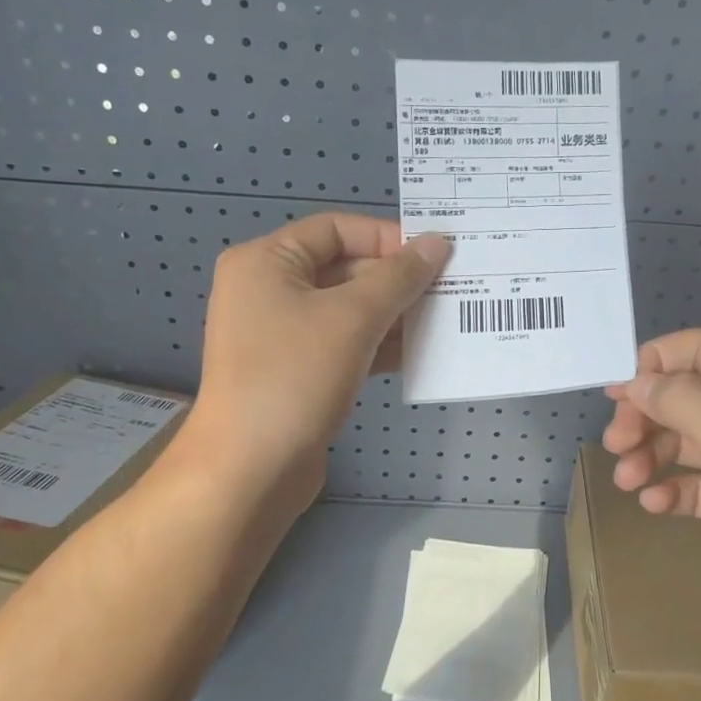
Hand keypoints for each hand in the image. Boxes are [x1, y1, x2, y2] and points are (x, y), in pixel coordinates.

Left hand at [182, 213, 449, 516]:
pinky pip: (345, 343)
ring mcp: (281, 334)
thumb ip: (399, 277)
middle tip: (451, 289)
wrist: (250, 470)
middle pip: (344, 268)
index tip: (435, 255)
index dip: (387, 237)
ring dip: (395, 314)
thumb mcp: (353, 318)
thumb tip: (437, 242)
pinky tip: (421, 353)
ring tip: (445, 320)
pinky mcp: (297, 371)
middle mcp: (269, 290)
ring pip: (349, 310)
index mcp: (266, 262)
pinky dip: (379, 344)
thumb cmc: (294, 377)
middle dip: (397, 281)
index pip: (336, 229)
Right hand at [603, 329, 700, 656]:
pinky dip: (674, 489)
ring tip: (627, 480)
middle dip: (648, 416)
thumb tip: (636, 381)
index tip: (614, 394)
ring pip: (688, 440)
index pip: (700, 349)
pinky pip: (699, 484)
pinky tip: (654, 503)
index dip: (654, 364)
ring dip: (653, 454)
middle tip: (615, 444)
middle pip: (688, 396)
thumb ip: (683, 402)